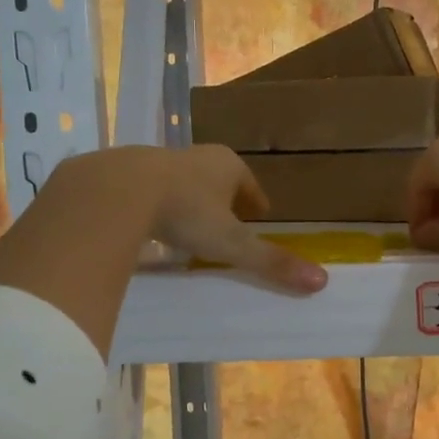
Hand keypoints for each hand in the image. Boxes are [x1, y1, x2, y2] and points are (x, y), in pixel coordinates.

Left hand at [75, 145, 326, 292]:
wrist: (117, 190)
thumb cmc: (185, 212)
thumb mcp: (231, 243)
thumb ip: (271, 262)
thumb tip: (321, 281)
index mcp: (226, 165)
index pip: (249, 184)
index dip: (256, 201)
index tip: (259, 215)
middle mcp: (195, 156)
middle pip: (217, 180)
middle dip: (224, 199)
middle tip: (228, 222)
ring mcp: (158, 161)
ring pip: (183, 182)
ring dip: (190, 201)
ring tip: (190, 227)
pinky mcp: (125, 172)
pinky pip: (150, 190)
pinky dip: (157, 205)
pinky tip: (151, 224)